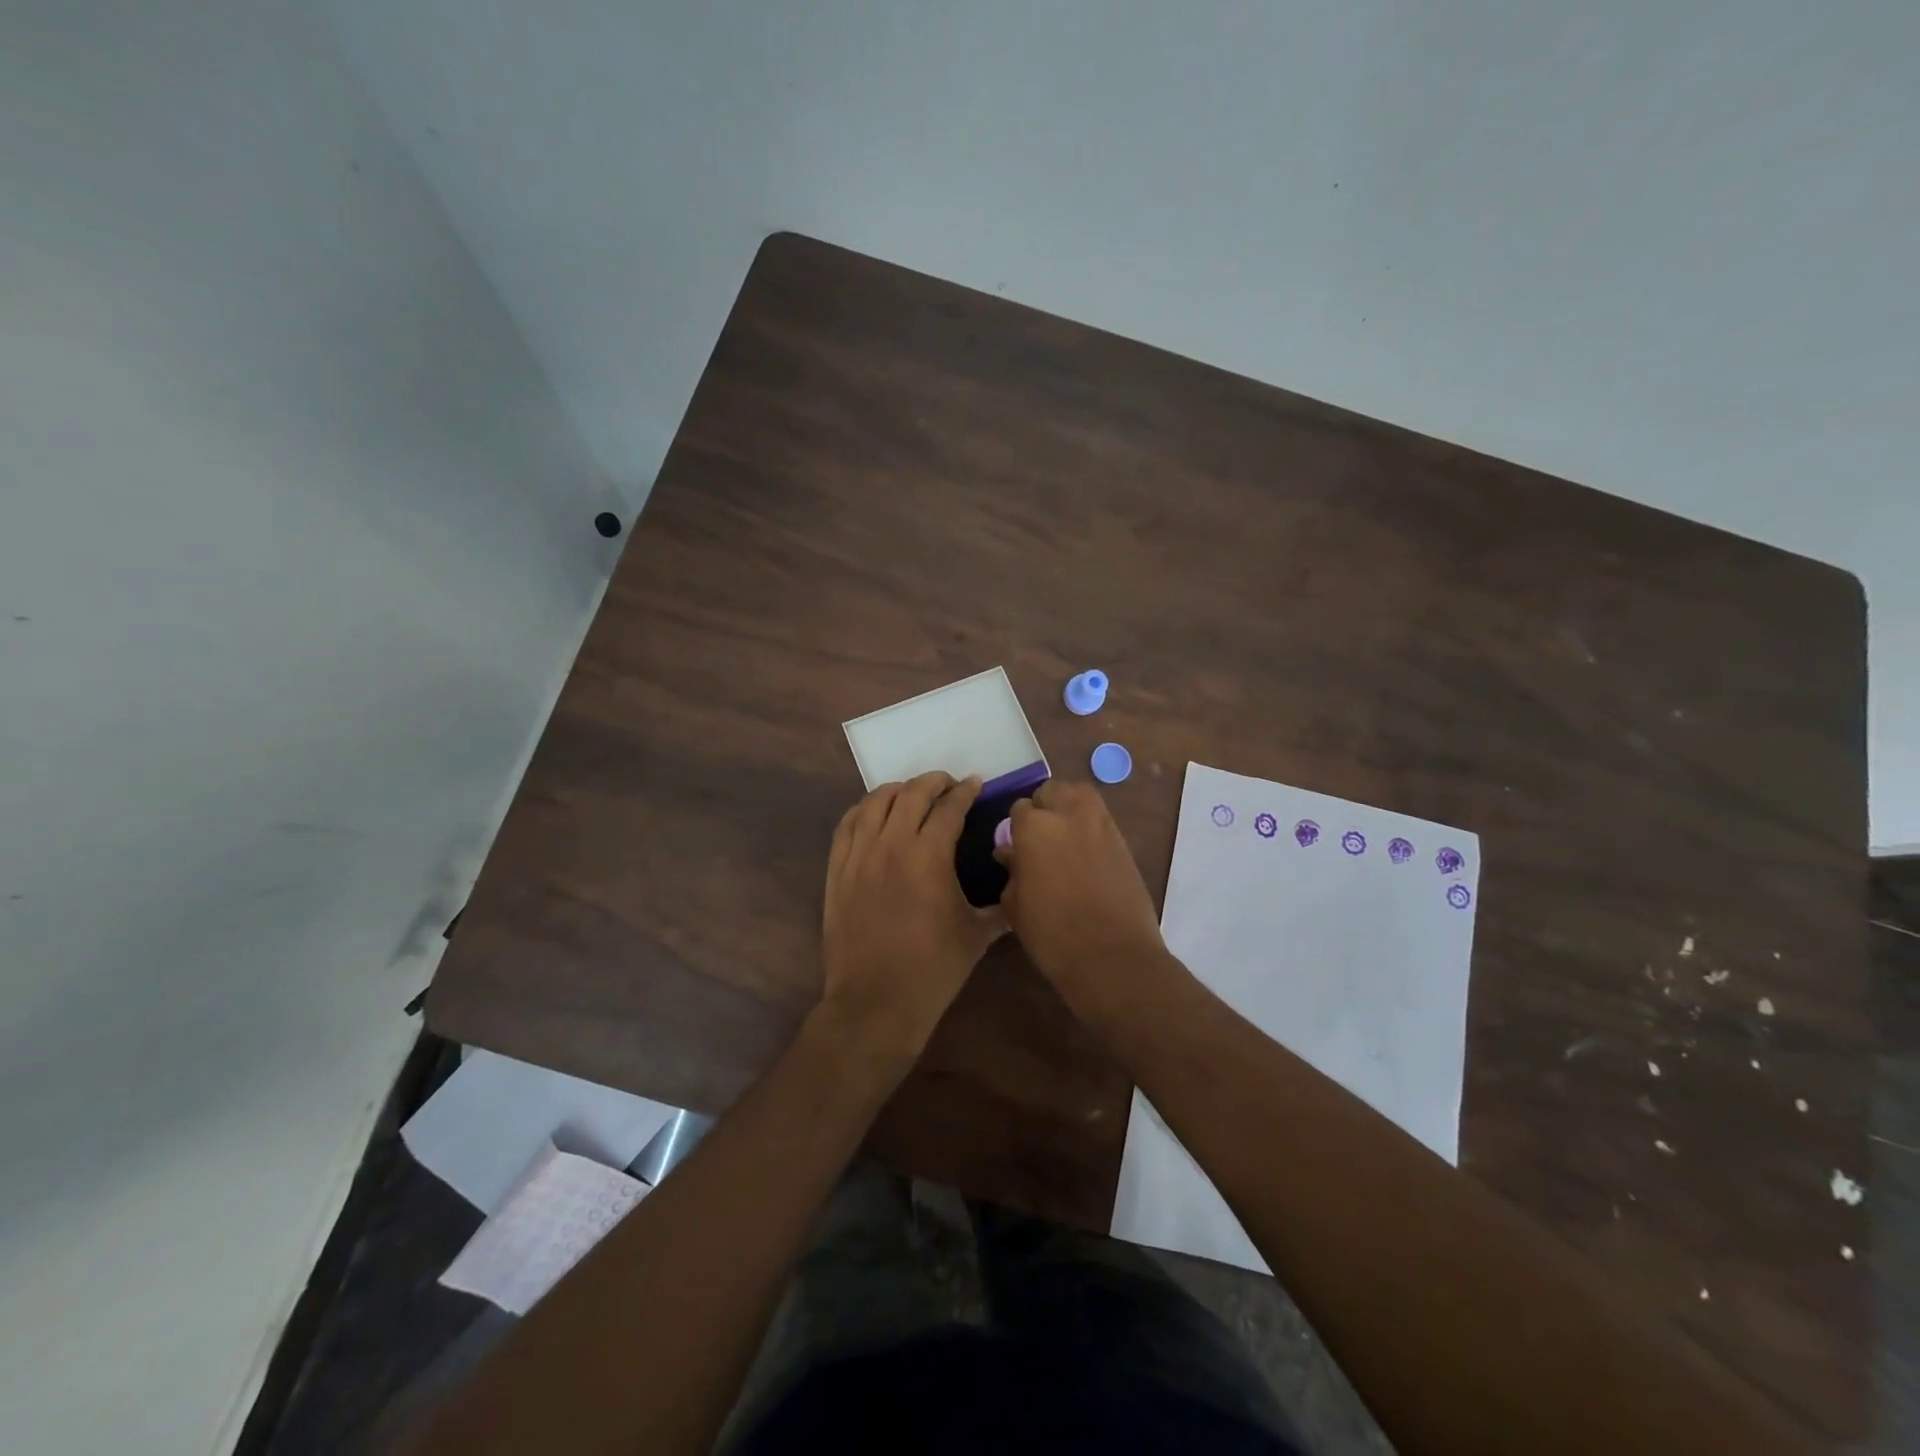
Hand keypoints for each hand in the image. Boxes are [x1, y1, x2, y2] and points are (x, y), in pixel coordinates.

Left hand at [820, 772, 1005, 1058]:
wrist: (876, 1002)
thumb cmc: (933, 969)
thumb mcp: (976, 936)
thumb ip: (1000, 909)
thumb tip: (1020, 893)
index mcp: (929, 856)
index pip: (949, 807)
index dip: (965, 791)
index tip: (976, 784)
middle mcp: (891, 845)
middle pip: (911, 794)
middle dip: (934, 782)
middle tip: (948, 785)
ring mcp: (859, 855)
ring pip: (875, 802)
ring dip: (898, 790)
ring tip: (912, 795)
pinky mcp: (837, 870)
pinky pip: (847, 824)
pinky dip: (864, 810)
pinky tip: (874, 813)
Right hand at [996, 780, 1171, 1018]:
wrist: (1112, 956)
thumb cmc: (1051, 934)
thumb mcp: (1015, 904)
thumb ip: (1012, 869)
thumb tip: (1011, 853)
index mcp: (1034, 827)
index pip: (1019, 809)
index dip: (1016, 828)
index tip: (1016, 847)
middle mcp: (1068, 813)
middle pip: (1052, 791)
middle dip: (1043, 808)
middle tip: (1040, 837)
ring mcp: (1101, 824)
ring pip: (1080, 796)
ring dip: (1069, 808)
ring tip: (1064, 838)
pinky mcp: (1123, 840)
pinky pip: (1101, 819)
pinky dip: (1090, 827)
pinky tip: (1085, 854)